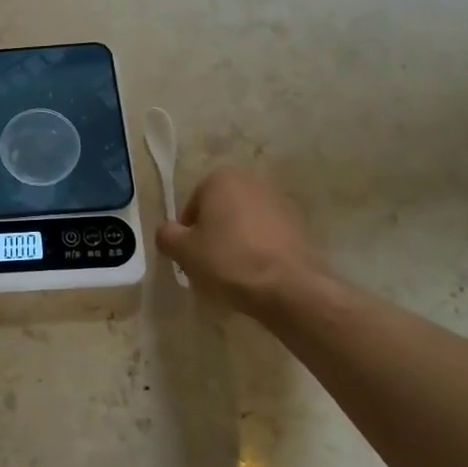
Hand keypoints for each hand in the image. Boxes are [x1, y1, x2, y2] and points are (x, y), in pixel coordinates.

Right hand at [157, 166, 339, 318]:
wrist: (289, 288)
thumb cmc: (228, 260)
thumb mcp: (183, 250)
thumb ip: (166, 235)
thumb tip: (169, 233)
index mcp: (222, 178)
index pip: (192, 206)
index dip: (187, 234)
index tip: (190, 257)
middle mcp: (252, 181)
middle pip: (220, 212)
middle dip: (212, 235)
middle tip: (208, 266)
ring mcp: (280, 203)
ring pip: (244, 225)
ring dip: (236, 243)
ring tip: (233, 274)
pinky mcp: (300, 226)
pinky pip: (267, 238)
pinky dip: (259, 252)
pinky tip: (256, 276)